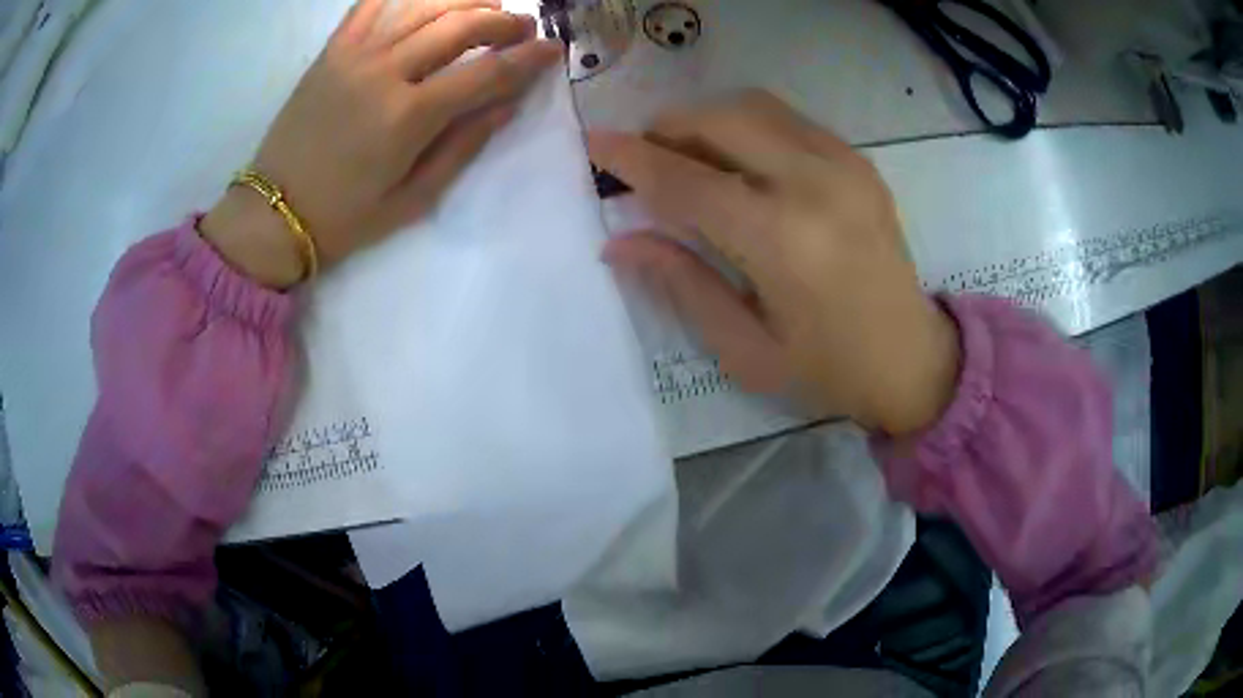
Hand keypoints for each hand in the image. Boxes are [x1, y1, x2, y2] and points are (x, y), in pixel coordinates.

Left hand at [200, 0, 561, 287]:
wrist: (273, 214)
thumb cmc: (344, 217)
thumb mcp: (412, 199)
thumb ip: (463, 147)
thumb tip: (506, 105)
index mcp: (409, 116)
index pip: (486, 72)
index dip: (528, 58)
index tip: (554, 49)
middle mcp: (386, 72)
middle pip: (460, 25)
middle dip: (503, 20)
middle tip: (525, 26)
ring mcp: (355, 55)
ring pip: (423, 6)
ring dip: (465, 0)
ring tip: (487, 6)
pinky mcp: (331, 52)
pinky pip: (370, 5)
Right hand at [590, 91, 960, 435]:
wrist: (912, 359)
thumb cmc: (827, 370)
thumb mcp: (745, 349)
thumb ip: (682, 284)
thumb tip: (618, 243)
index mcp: (782, 242)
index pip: (686, 181)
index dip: (632, 159)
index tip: (592, 143)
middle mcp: (815, 184)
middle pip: (719, 121)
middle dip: (667, 129)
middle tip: (644, 157)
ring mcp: (844, 164)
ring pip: (753, 107)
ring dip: (706, 120)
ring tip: (687, 155)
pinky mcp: (859, 161)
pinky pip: (787, 119)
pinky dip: (747, 126)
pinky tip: (740, 161)